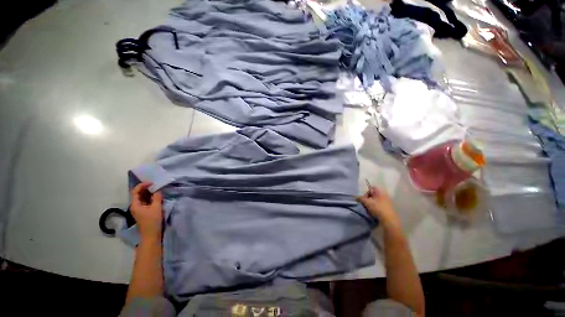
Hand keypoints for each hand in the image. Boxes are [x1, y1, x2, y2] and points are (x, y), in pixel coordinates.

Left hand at [130, 182, 162, 238]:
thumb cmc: (152, 221)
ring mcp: (139, 209)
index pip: (135, 191)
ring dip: (149, 192)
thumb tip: (157, 191)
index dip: (142, 185)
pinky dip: (150, 197)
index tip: (152, 182)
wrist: (151, 235)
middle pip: (138, 194)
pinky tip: (157, 196)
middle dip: (146, 188)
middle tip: (155, 184)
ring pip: (142, 198)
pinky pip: (146, 201)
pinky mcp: (144, 212)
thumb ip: (156, 198)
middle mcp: (135, 206)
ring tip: (157, 189)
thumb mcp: (156, 208)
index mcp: (135, 205)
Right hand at [356, 186, 398, 224]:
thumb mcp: (367, 202)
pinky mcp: (389, 209)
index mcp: (380, 192)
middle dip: (368, 199)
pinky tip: (374, 213)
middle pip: (374, 195)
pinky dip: (376, 208)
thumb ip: (360, 198)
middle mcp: (385, 196)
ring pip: (377, 201)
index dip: (367, 192)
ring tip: (369, 209)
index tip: (364, 198)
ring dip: (372, 204)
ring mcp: (388, 203)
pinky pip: (380, 206)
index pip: (372, 188)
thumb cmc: (378, 209)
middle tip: (365, 204)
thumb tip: (356, 197)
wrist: (389, 220)